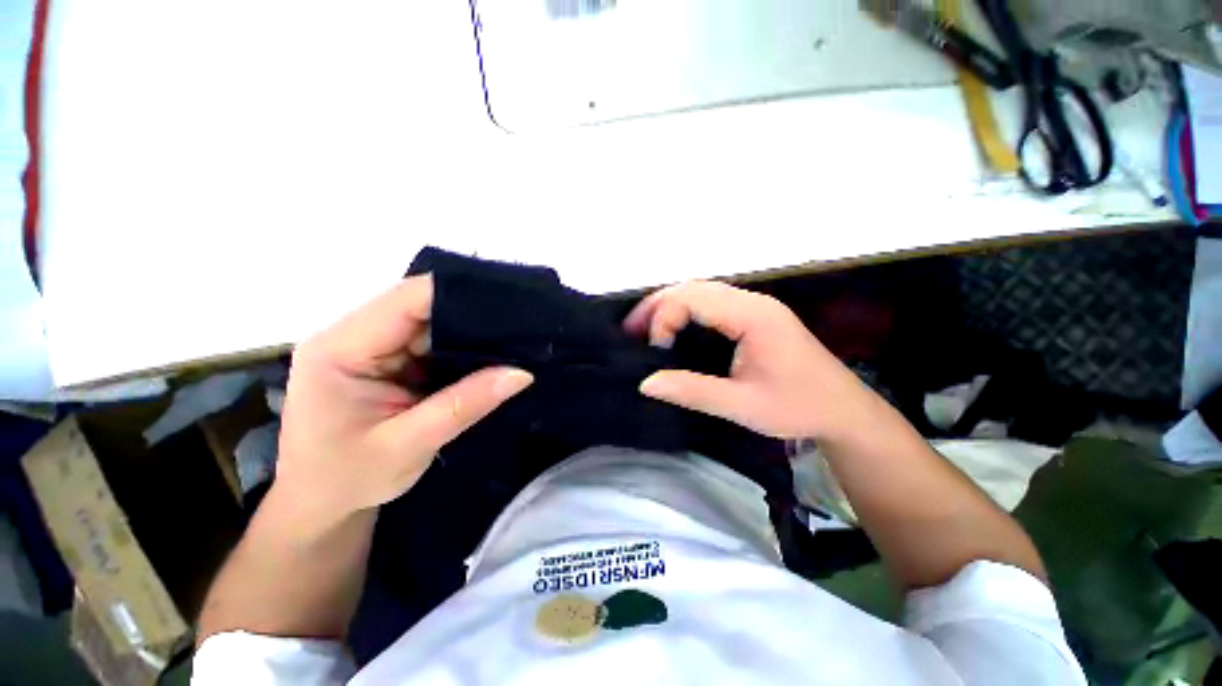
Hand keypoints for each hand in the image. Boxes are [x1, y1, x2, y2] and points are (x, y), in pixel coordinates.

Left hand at [273, 275, 532, 527]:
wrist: (321, 504)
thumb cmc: (348, 479)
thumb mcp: (408, 446)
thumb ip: (464, 405)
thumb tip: (521, 373)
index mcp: (340, 349)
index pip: (406, 300)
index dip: (458, 294)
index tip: (509, 305)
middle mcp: (354, 336)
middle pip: (422, 307)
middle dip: (473, 316)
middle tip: (522, 327)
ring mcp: (373, 347)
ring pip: (434, 324)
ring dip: (472, 335)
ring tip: (516, 342)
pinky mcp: (390, 360)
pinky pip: (435, 344)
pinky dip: (464, 351)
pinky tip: (493, 358)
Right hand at [624, 281, 868, 440]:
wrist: (845, 410)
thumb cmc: (798, 407)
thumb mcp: (742, 405)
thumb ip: (693, 391)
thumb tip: (645, 382)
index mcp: (752, 315)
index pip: (692, 298)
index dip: (664, 318)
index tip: (654, 351)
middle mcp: (752, 301)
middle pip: (693, 287)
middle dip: (658, 305)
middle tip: (631, 329)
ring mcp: (755, 306)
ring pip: (701, 291)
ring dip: (670, 305)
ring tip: (645, 328)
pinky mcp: (755, 316)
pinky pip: (711, 302)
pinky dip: (686, 311)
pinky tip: (674, 328)